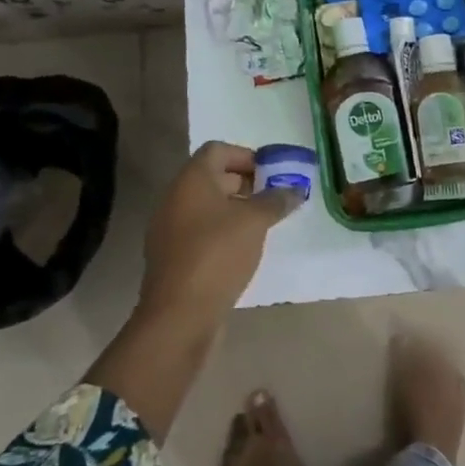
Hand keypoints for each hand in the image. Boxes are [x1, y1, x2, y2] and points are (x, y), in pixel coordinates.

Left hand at [139, 142, 300, 326]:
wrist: (179, 315)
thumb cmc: (217, 254)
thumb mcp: (255, 222)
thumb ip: (276, 200)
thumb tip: (294, 189)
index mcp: (191, 180)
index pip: (218, 150)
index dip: (246, 156)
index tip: (272, 173)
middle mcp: (175, 198)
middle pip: (212, 177)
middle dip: (245, 183)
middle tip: (274, 198)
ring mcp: (170, 229)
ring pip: (207, 207)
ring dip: (236, 210)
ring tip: (265, 225)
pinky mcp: (173, 257)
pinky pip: (201, 232)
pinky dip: (223, 232)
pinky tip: (245, 250)